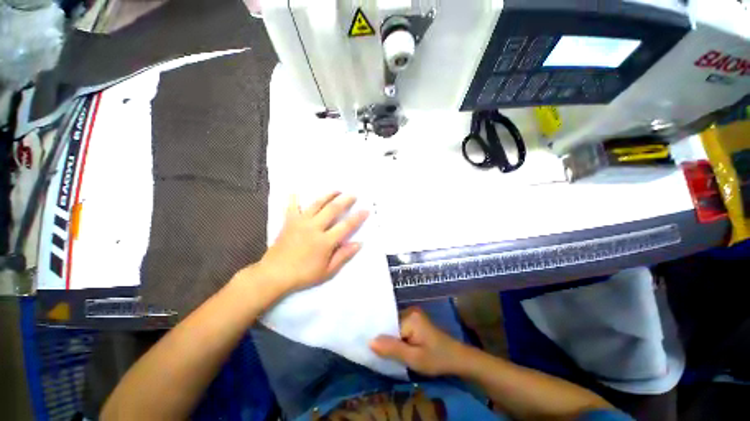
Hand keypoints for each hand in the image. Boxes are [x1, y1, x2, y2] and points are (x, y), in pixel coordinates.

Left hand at [254, 192, 368, 293]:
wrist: (274, 275)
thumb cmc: (303, 274)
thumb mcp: (327, 271)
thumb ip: (343, 255)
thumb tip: (358, 243)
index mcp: (325, 241)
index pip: (346, 226)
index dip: (358, 217)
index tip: (366, 210)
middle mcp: (314, 227)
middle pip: (333, 209)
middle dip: (345, 200)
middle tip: (353, 194)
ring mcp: (300, 222)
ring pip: (316, 204)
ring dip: (328, 195)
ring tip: (336, 190)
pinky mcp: (289, 222)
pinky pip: (291, 206)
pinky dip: (294, 198)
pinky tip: (296, 191)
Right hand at [370, 307, 467, 376]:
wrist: (458, 359)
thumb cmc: (437, 359)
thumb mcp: (414, 358)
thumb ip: (392, 349)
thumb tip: (369, 341)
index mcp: (410, 316)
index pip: (388, 325)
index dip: (380, 338)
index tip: (372, 351)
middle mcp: (410, 311)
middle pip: (390, 325)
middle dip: (386, 339)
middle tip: (378, 355)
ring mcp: (413, 315)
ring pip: (394, 327)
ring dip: (391, 340)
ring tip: (384, 353)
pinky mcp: (416, 321)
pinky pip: (400, 328)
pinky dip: (397, 339)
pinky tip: (395, 349)